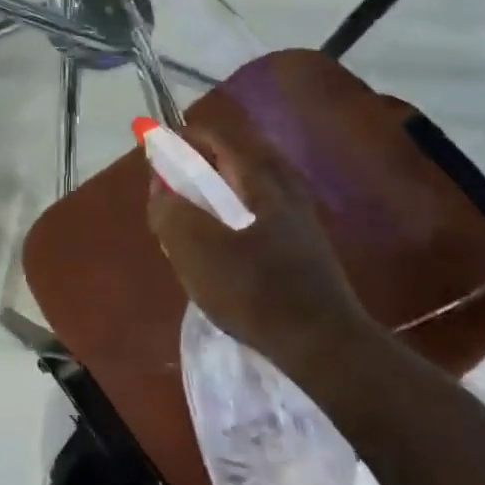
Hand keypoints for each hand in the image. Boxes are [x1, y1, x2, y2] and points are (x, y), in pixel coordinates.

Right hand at [146, 120, 374, 380]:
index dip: (192, 137)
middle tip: (188, 168)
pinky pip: (271, 215)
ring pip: (264, 188)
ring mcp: (303, 226)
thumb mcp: (196, 251)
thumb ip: (171, 214)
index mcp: (263, 185)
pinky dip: (246, 212)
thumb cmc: (255, 291)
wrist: (324, 347)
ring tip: (204, 204)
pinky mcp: (309, 255)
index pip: (225, 142)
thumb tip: (160, 188)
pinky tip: (232, 238)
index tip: (165, 140)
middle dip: (216, 157)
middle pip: (251, 159)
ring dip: (233, 185)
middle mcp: (288, 195)